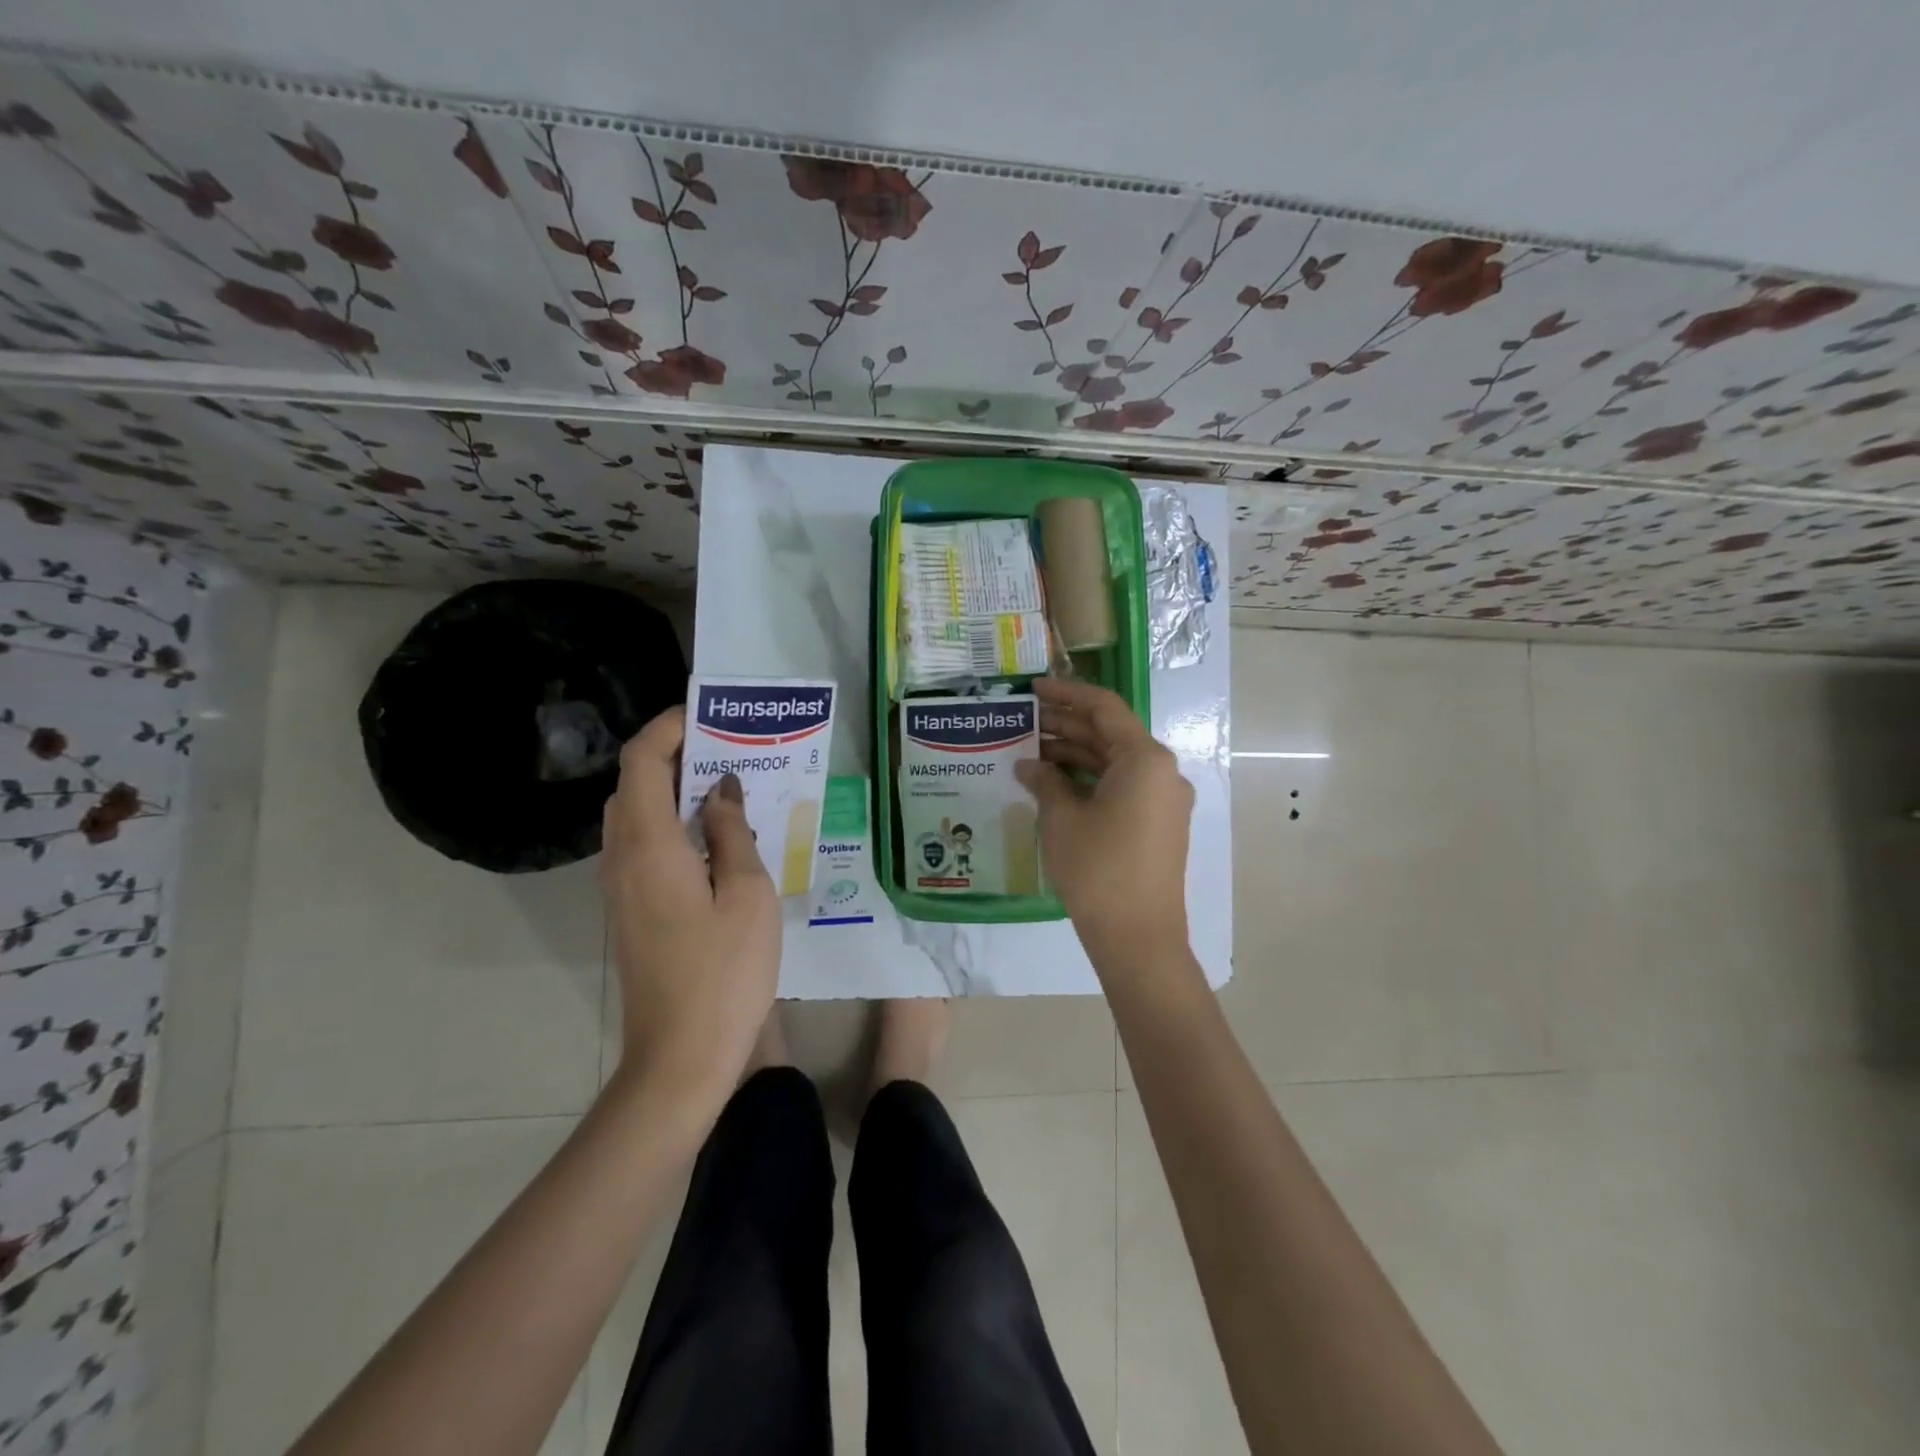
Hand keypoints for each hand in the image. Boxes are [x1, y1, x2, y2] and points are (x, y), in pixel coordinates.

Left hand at [600, 707, 780, 1108]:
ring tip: (729, 786)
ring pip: (636, 816)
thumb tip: (723, 788)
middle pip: (633, 785)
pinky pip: (644, 846)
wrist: (680, 1057)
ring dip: (674, 791)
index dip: (668, 729)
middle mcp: (622, 858)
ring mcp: (620, 887)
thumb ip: (733, 831)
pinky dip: (673, 824)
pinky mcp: (630, 910)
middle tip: (730, 749)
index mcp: (649, 845)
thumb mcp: (747, 893)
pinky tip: (718, 837)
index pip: (641, 762)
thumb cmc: (724, 972)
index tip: (709, 715)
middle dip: (675, 755)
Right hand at [1016, 677, 1194, 965]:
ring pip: (1115, 762)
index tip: (1033, 689)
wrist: (1138, 938)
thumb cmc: (1098, 869)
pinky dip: (1090, 780)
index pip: (1104, 708)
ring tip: (1030, 752)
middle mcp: (1162, 771)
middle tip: (1023, 722)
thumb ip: (1045, 781)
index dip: (1067, 694)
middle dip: (1067, 726)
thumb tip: (1029, 765)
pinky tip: (1054, 784)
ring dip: (1076, 754)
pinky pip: (1123, 787)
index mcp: (1145, 759)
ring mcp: (1163, 800)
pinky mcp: (1158, 824)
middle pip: (1110, 734)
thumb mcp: (1062, 819)